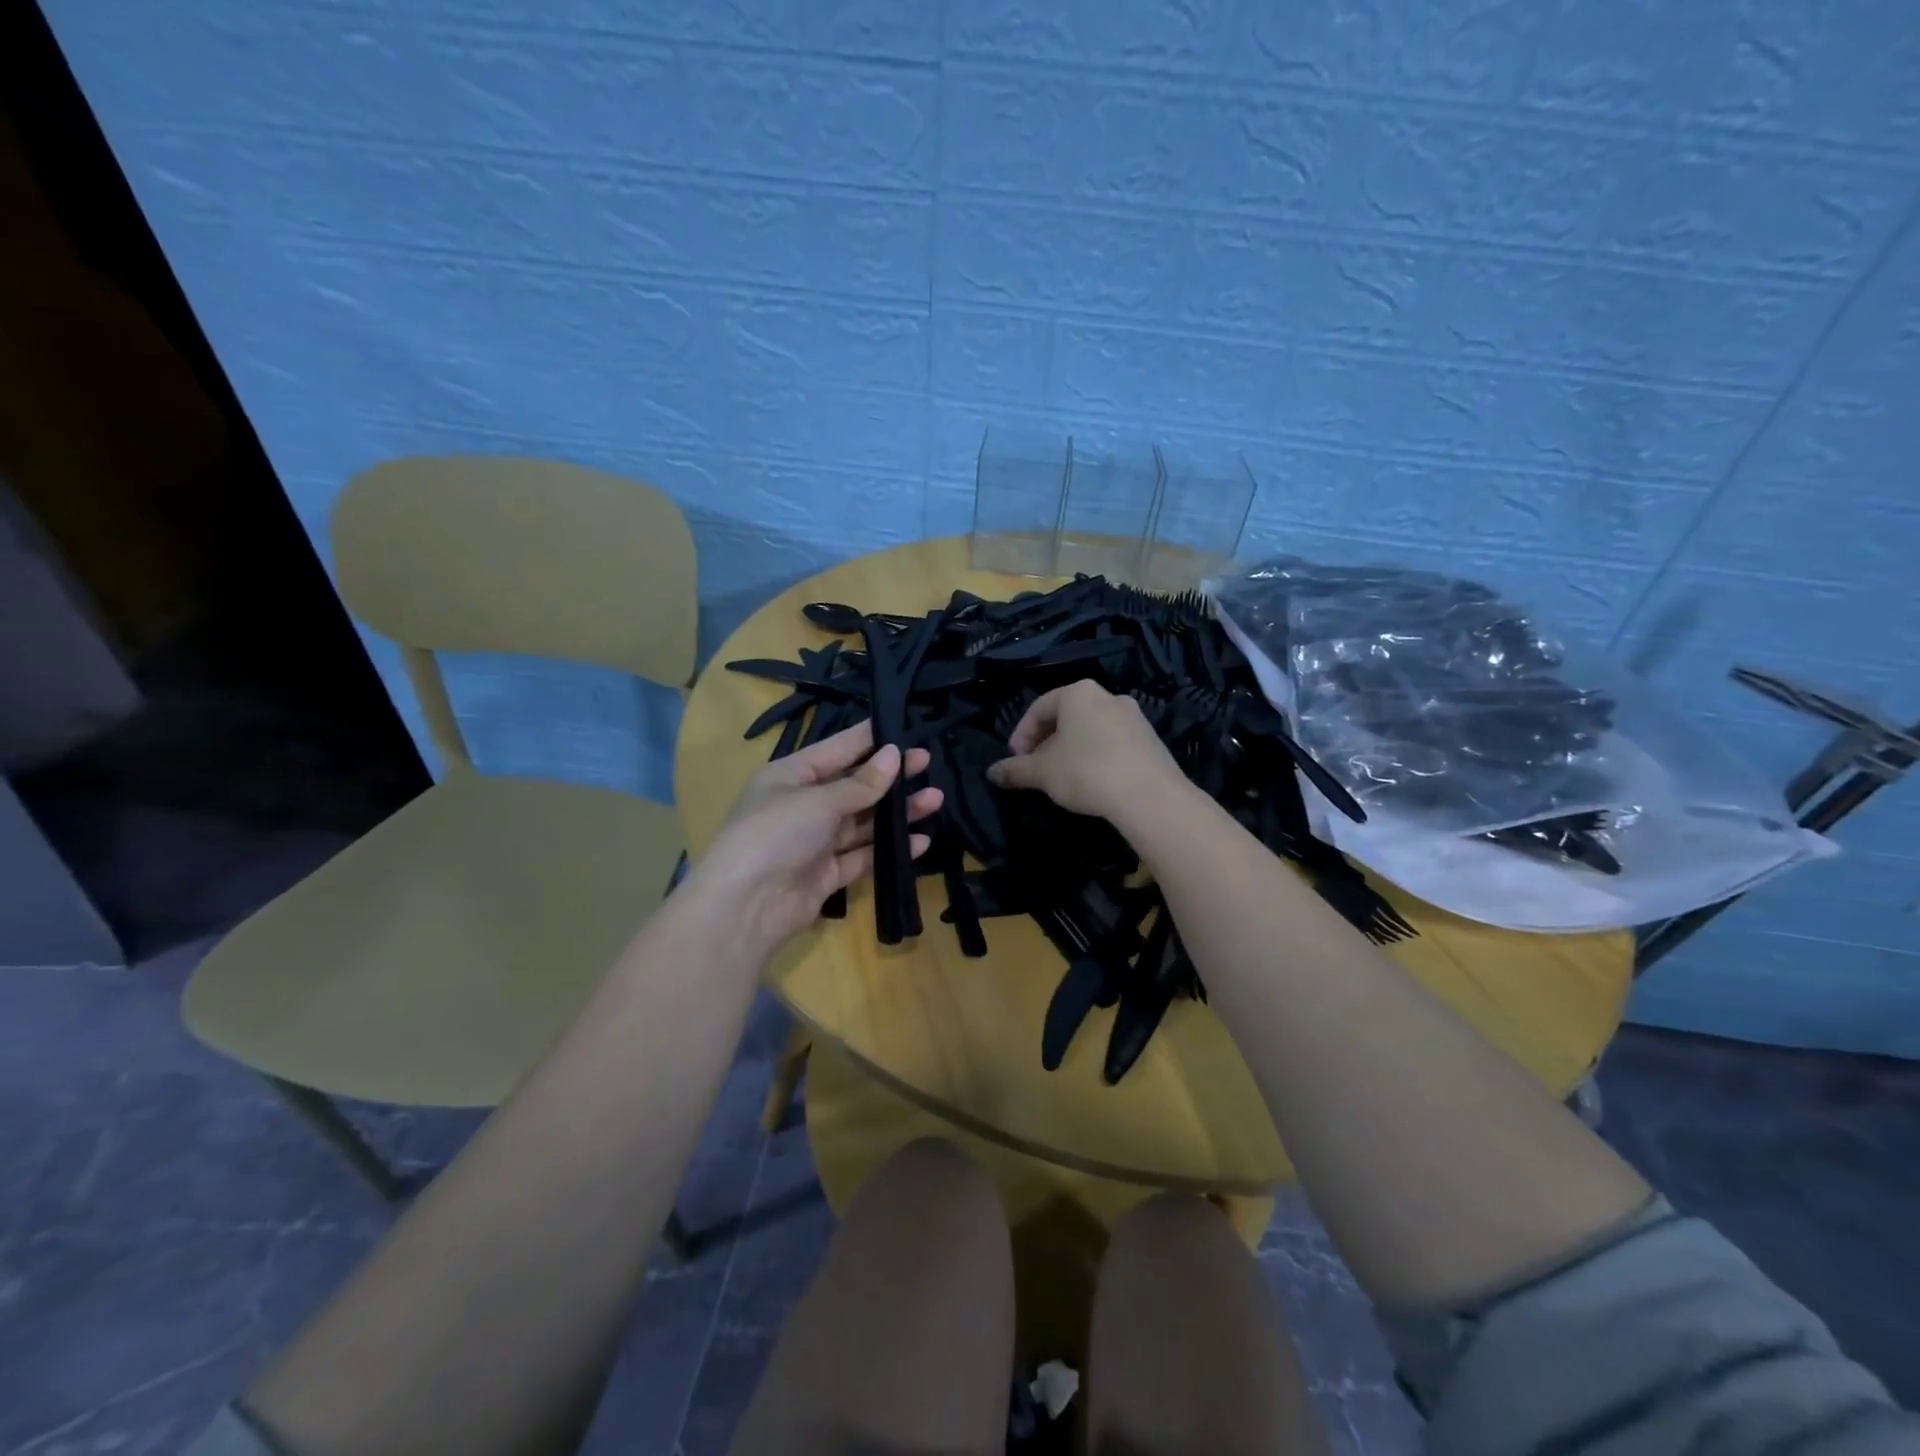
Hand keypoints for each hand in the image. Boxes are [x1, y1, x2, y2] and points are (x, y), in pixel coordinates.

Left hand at [691, 721, 941, 952]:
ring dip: (897, 812)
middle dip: (891, 776)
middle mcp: (804, 805)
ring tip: (935, 800)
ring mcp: (816, 841)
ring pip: (864, 821)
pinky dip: (890, 848)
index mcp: (791, 776)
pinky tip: (920, 841)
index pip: (838, 749)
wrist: (745, 907)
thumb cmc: (775, 834)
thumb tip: (895, 754)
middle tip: (927, 763)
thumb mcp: (819, 800)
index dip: (871, 739)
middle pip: (855, 785)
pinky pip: (864, 855)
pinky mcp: (827, 874)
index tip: (906, 729)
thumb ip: (861, 782)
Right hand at [986, 680, 1182, 818]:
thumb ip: (1015, 770)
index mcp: (1078, 693)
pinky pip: (1113, 742)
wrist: (1149, 795)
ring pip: (1091, 729)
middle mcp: (1107, 696)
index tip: (1016, 760)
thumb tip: (992, 772)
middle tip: (1036, 768)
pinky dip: (1096, 756)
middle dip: (1046, 742)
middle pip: (1066, 716)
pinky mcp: (1151, 739)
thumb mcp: (1042, 772)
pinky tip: (1093, 780)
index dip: (1021, 735)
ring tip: (1063, 777)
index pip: (1039, 708)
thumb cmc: (1086, 772)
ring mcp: (1134, 716)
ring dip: (1071, 749)